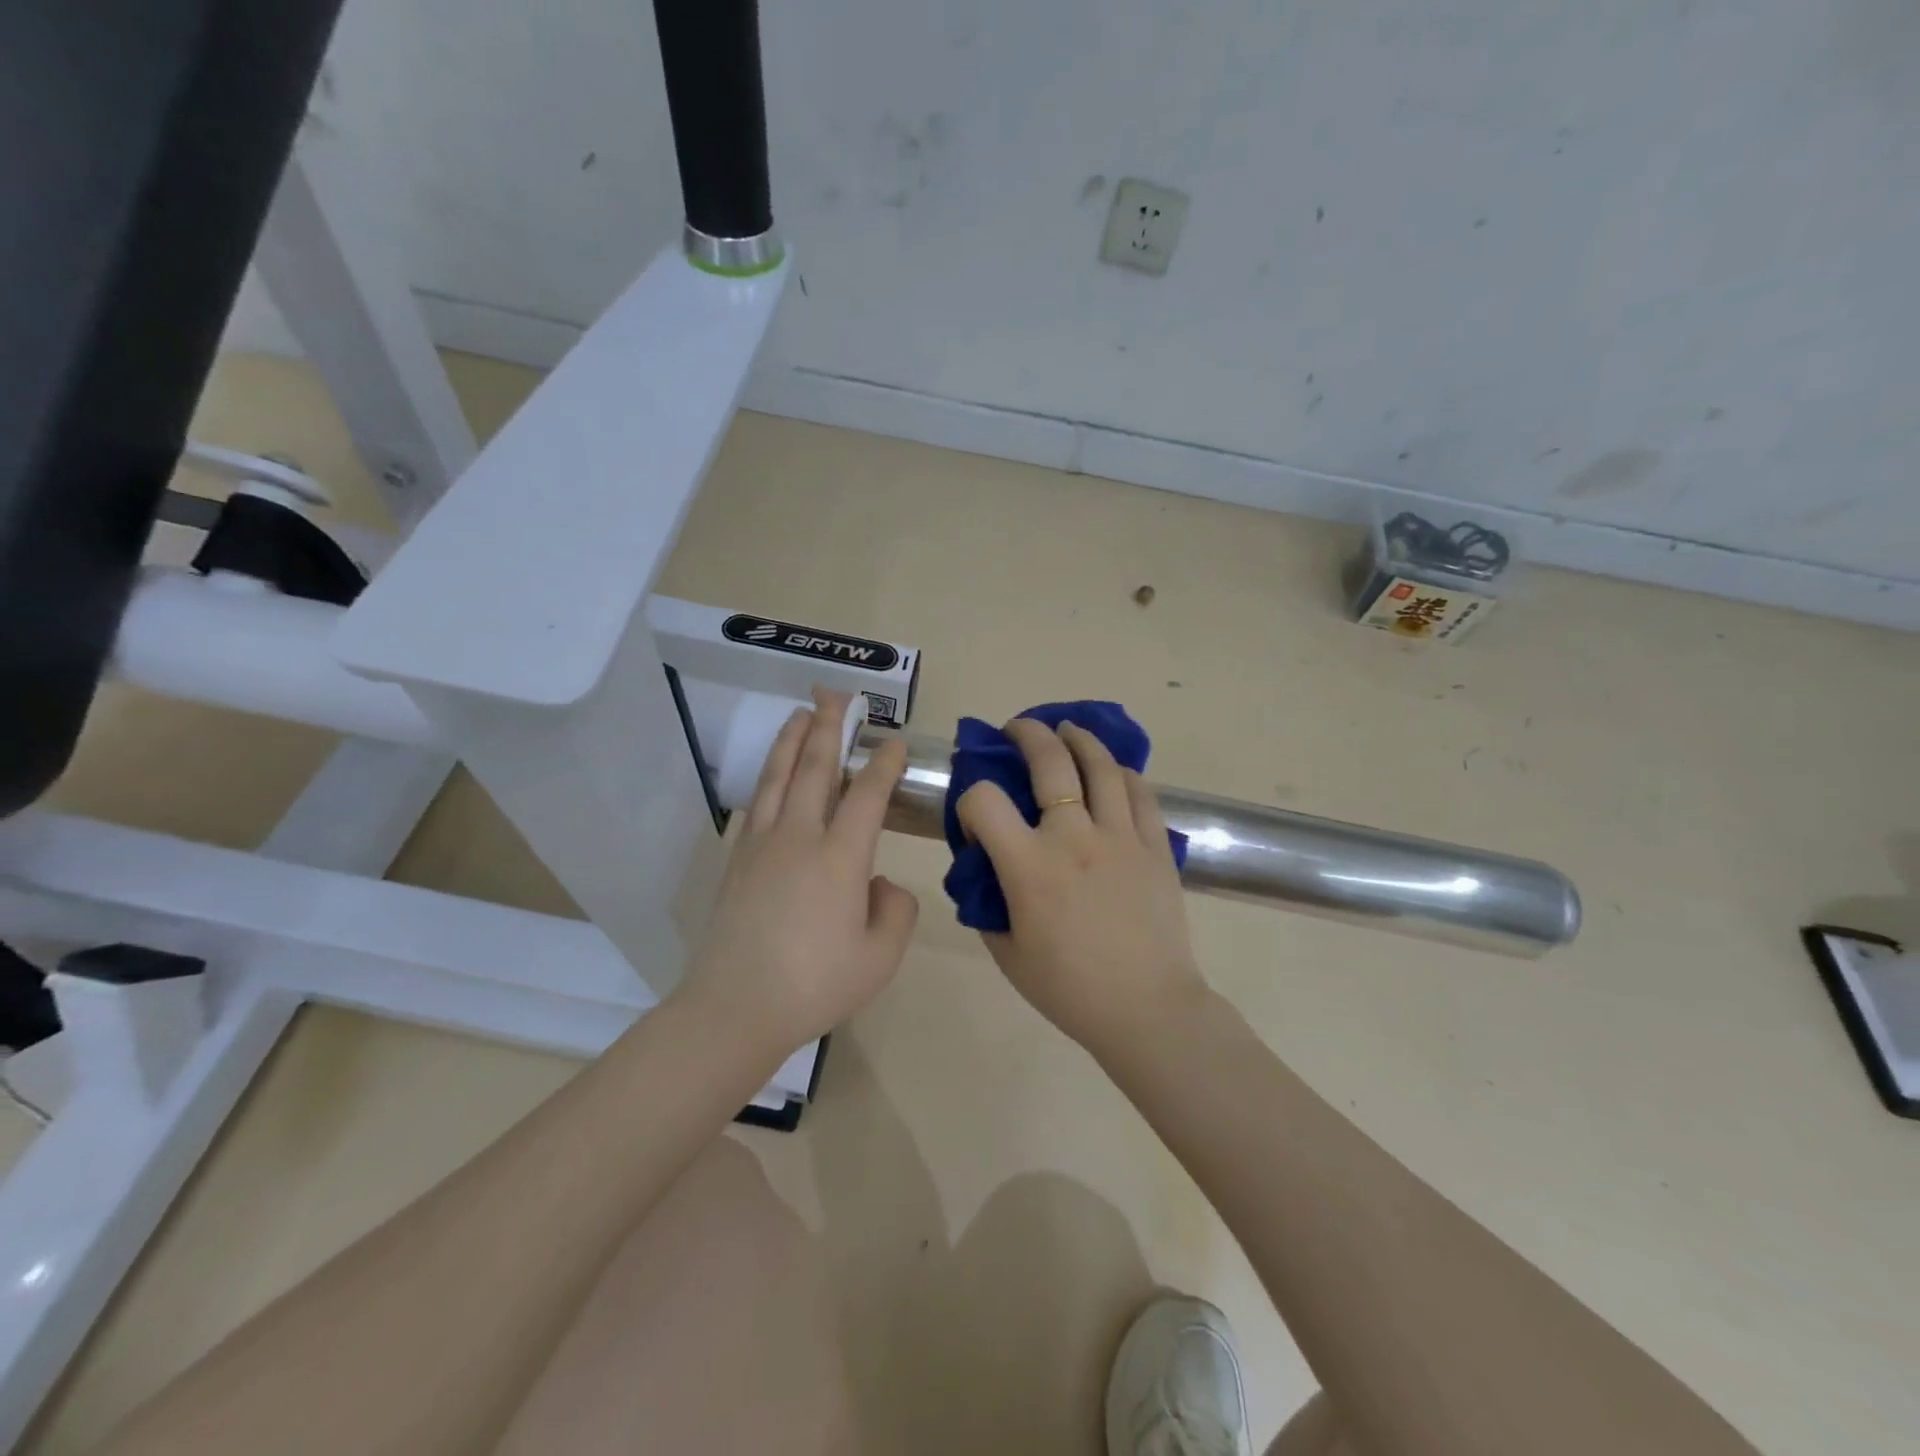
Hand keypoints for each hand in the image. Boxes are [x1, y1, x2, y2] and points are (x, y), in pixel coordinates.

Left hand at [678, 689, 918, 1056]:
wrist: (734, 1008)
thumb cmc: (815, 984)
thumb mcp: (880, 957)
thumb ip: (895, 911)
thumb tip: (877, 885)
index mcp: (841, 857)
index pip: (867, 794)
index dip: (884, 763)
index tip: (893, 741)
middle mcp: (800, 837)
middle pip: (815, 768)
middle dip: (829, 727)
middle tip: (835, 695)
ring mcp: (762, 845)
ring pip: (779, 777)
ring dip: (792, 741)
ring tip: (801, 714)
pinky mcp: (736, 860)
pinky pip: (755, 804)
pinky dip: (766, 778)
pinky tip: (771, 774)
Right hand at [956, 719, 1208, 1055]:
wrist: (1147, 1009)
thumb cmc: (1069, 989)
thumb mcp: (1007, 952)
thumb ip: (988, 902)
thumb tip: (987, 868)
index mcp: (1030, 867)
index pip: (984, 801)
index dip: (970, 799)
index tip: (976, 816)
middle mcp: (1074, 837)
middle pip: (1049, 761)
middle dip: (1026, 734)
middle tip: (1017, 728)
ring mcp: (1121, 836)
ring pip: (1101, 765)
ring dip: (1078, 739)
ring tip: (1067, 730)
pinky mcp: (1156, 845)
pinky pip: (1140, 792)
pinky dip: (1122, 772)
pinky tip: (1112, 769)